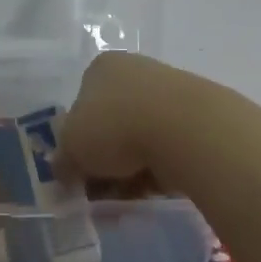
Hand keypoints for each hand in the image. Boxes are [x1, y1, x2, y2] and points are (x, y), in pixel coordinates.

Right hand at [50, 51, 178, 191]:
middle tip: (103, 188)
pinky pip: (169, 148)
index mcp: (101, 67)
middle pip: (112, 123)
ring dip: (132, 168)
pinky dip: (160, 169)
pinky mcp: (197, 116)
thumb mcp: (72, 148)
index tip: (80, 172)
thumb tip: (63, 171)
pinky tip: (156, 189)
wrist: (186, 130)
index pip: (81, 106)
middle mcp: (134, 71)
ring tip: (131, 194)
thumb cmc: (115, 127)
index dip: (77, 142)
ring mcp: (169, 91)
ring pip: (140, 138)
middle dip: (106, 160)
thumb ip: (63, 160)